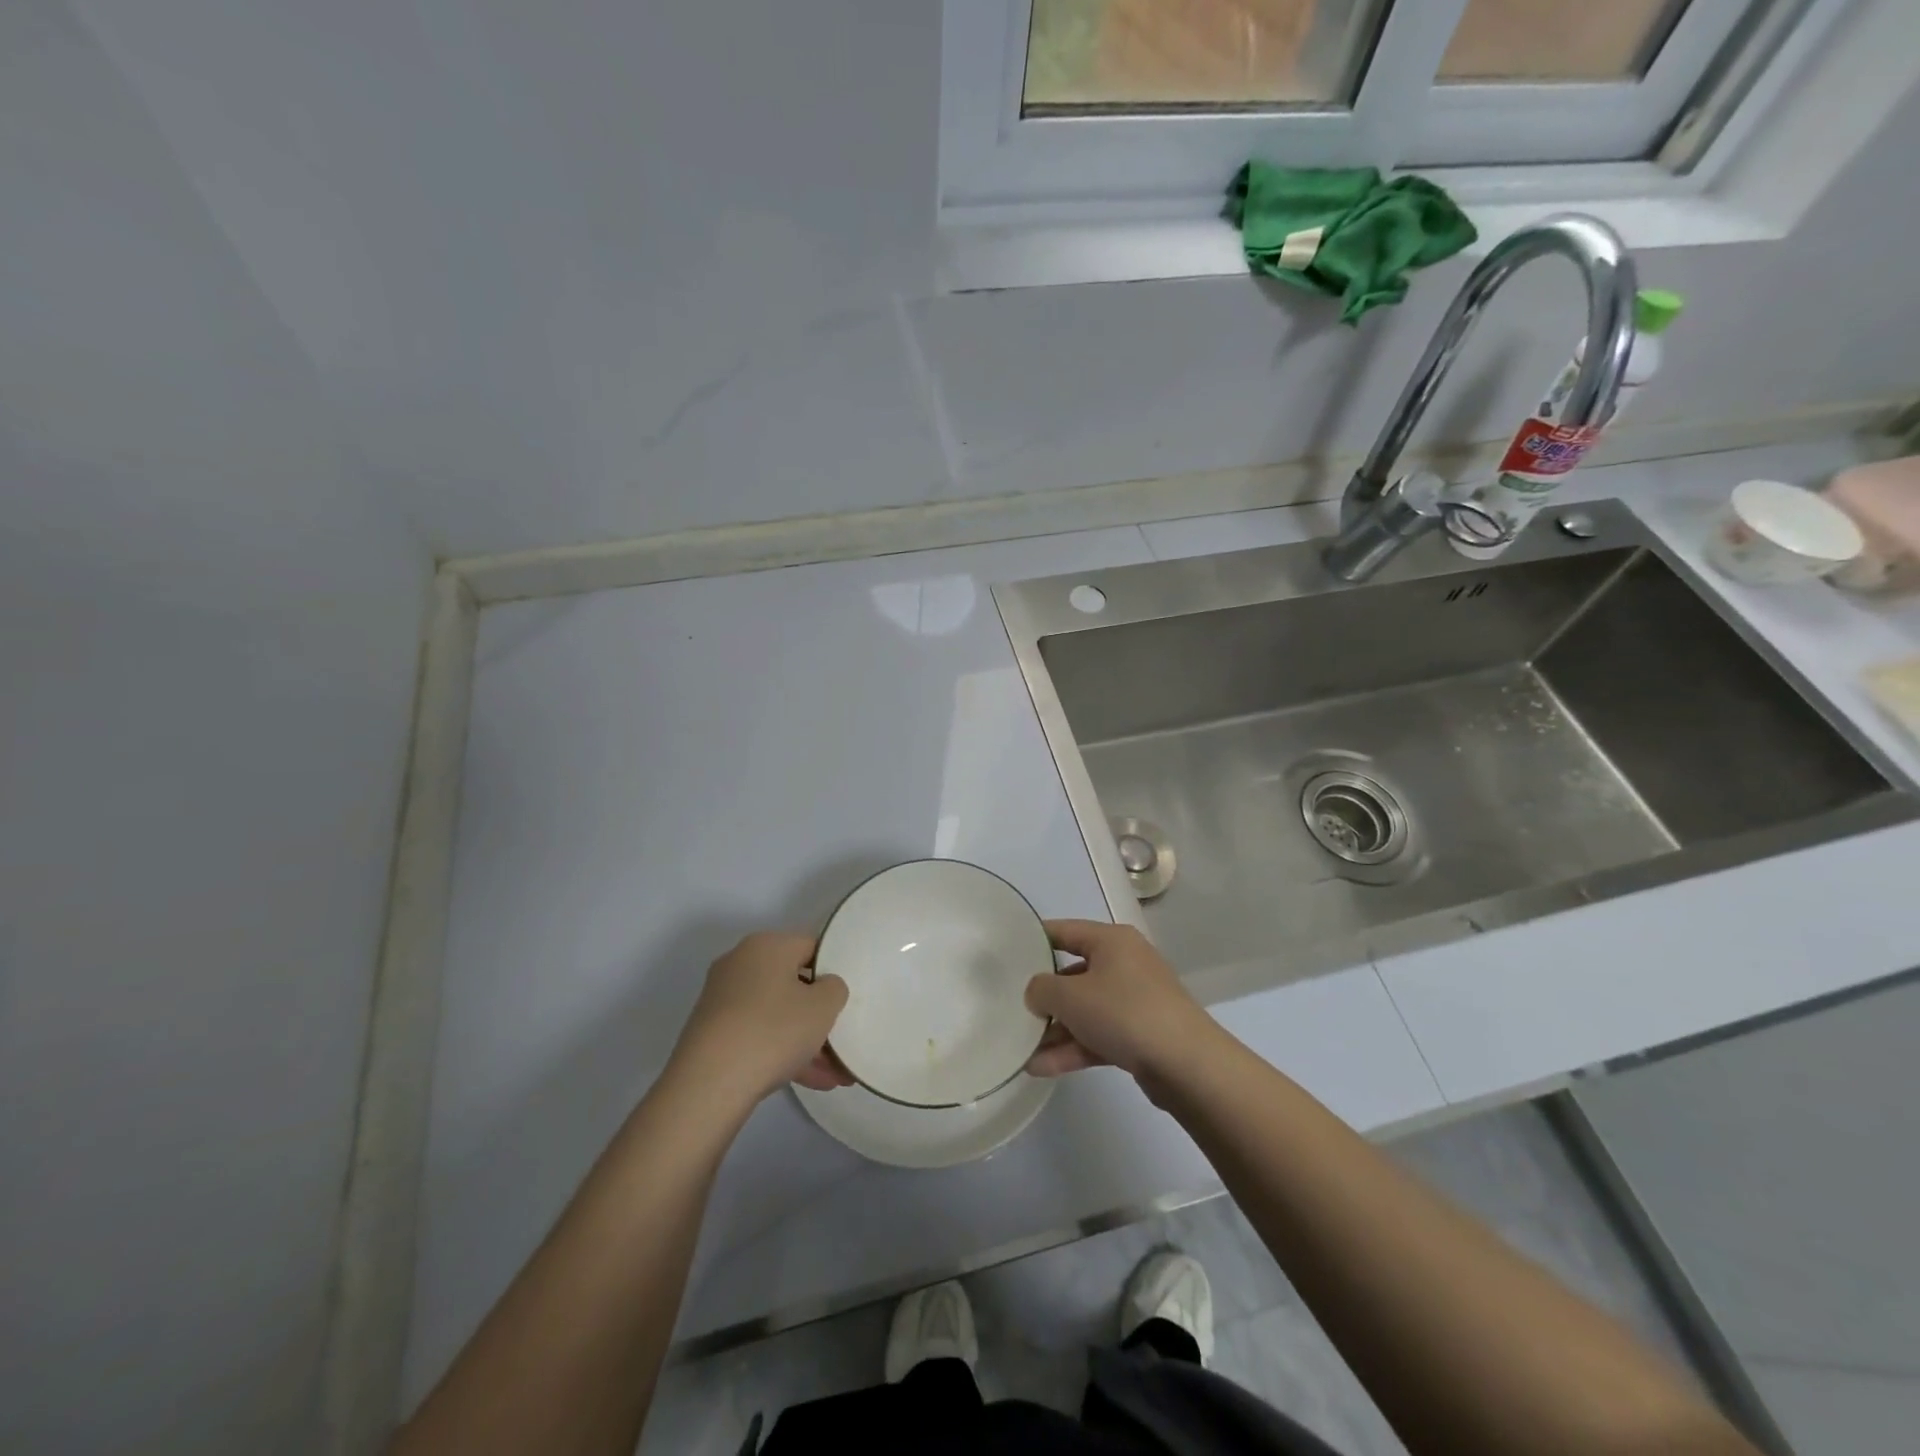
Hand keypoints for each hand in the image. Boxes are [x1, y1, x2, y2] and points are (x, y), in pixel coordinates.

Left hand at [668, 932, 853, 1110]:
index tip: (846, 997)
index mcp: (766, 945)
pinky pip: (758, 1035)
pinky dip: (782, 1052)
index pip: (810, 946)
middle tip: (842, 1037)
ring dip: (805, 1040)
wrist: (708, 1084)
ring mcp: (722, 999)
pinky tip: (811, 1081)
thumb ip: (834, 988)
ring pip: (776, 1014)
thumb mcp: (823, 1006)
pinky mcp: (712, 1033)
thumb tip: (824, 987)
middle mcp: (740, 964)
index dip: (833, 970)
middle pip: (792, 983)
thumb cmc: (773, 1031)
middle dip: (819, 1014)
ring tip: (834, 1073)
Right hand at [1025, 920, 1217, 1082]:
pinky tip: (1042, 1067)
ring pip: (1085, 1009)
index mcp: (1111, 940)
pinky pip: (1098, 1034)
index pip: (1064, 930)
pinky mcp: (1141, 1033)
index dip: (1035, 940)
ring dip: (1056, 1029)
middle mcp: (1125, 963)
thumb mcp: (1070, 996)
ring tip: (1023, 1050)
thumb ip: (1042, 989)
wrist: (1186, 1064)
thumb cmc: (1123, 1012)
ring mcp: (1135, 1000)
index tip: (1008, 953)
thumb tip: (1037, 992)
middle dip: (1044, 995)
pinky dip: (1074, 1048)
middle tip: (1013, 1008)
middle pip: (1074, 973)